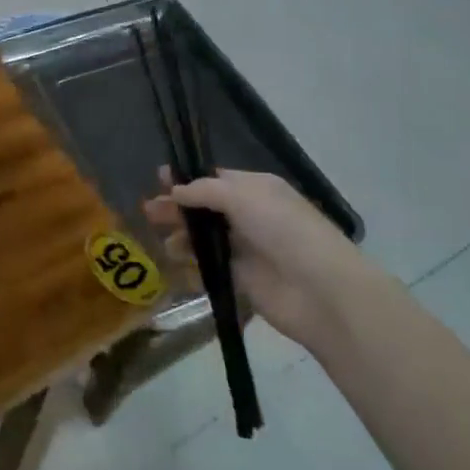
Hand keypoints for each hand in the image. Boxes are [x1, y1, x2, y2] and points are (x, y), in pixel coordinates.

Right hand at [144, 169, 387, 350]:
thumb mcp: (243, 197)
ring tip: (165, 242)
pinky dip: (192, 264)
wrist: (320, 289)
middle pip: (205, 208)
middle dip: (177, 208)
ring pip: (204, 237)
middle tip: (149, 212)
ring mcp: (245, 248)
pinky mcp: (240, 278)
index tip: (159, 179)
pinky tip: (178, 264)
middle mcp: (250, 215)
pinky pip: (209, 266)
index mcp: (256, 189)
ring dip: (182, 237)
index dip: (187, 179)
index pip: (215, 179)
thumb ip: (204, 191)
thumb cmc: (283, 230)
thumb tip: (175, 190)